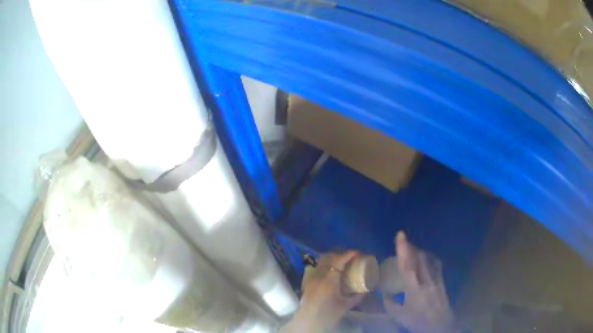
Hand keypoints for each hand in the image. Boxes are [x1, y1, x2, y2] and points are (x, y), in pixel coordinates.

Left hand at [283, 251, 365, 332]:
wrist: (308, 323)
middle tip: (351, 257)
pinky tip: (330, 270)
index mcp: (329, 281)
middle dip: (341, 253)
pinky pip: (315, 267)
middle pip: (328, 257)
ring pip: (320, 260)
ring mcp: (310, 278)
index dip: (349, 254)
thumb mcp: (346, 306)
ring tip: (341, 262)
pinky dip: (324, 264)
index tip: (358, 253)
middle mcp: (318, 276)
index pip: (339, 260)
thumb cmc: (328, 315)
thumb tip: (368, 288)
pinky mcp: (306, 282)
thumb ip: (358, 296)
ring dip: (332, 257)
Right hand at [383, 232, 456, 332]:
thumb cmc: (416, 320)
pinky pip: (436, 264)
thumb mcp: (398, 314)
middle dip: (411, 247)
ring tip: (412, 249)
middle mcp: (426, 280)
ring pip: (428, 259)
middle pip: (419, 258)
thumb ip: (389, 301)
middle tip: (403, 242)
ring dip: (419, 251)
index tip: (400, 234)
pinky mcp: (442, 281)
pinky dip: (429, 258)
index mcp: (414, 289)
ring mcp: (436, 279)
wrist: (438, 325)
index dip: (403, 249)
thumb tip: (385, 291)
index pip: (408, 266)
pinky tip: (426, 258)